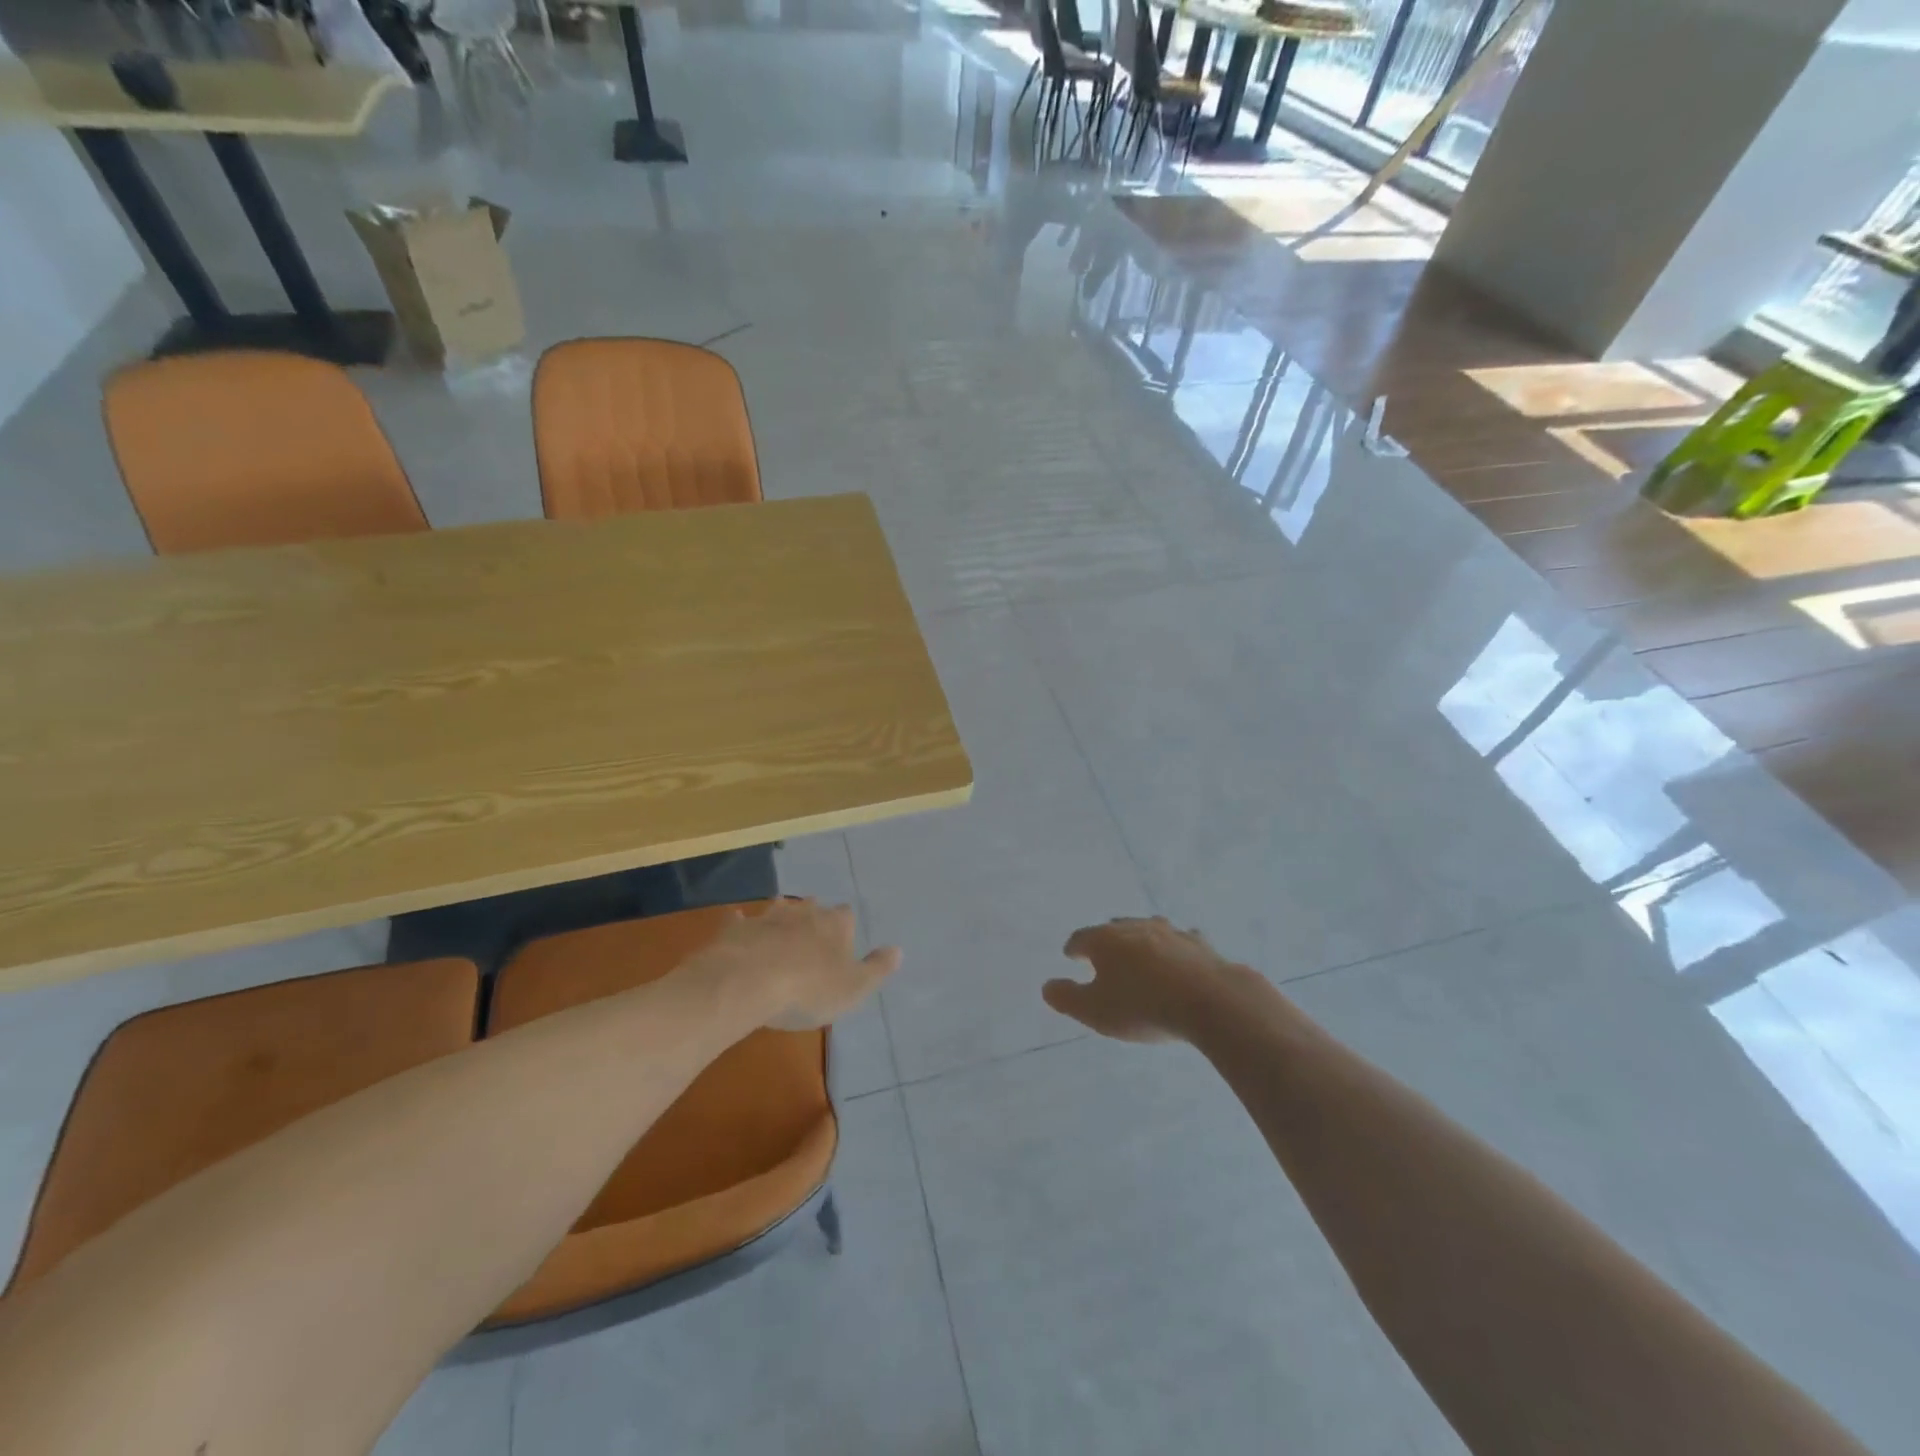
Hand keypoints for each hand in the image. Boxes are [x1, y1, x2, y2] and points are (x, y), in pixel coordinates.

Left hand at [705, 899, 901, 1031]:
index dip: (845, 927)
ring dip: (780, 917)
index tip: (843, 942)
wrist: (748, 982)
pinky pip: (740, 920)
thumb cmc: (809, 988)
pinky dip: (741, 924)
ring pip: (778, 908)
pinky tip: (738, 927)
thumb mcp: (854, 988)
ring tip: (779, 930)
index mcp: (835, 924)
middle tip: (811, 935)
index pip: (846, 915)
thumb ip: (877, 968)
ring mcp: (767, 916)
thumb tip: (898, 950)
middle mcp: (803, 912)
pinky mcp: (736, 928)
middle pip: (812, 906)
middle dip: (813, 916)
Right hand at [1043, 916, 1246, 1043]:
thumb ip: (1067, 999)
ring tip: (1139, 951)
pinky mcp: (1199, 944)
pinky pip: (1181, 941)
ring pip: (1148, 929)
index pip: (1081, 938)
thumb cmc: (1142, 1006)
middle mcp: (1135, 927)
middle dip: (1106, 939)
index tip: (1071, 955)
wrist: (1208, 1000)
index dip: (1074, 948)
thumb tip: (1046, 987)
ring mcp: (1170, 932)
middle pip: (1114, 928)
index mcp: (1105, 940)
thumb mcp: (1095, 1011)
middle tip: (1102, 952)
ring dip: (1141, 939)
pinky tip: (1180, 956)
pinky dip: (1175, 948)